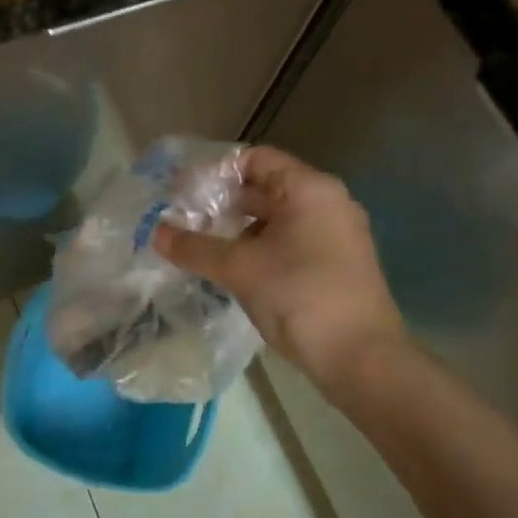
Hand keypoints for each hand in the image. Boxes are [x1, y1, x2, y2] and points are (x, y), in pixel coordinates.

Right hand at [154, 146, 407, 396]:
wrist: (362, 359)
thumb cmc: (299, 296)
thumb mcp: (239, 268)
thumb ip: (195, 247)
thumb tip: (155, 233)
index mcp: (309, 189)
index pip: (255, 158)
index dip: (215, 170)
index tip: (182, 190)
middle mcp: (328, 202)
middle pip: (266, 187)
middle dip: (223, 202)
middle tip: (184, 218)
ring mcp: (337, 234)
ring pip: (277, 218)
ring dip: (239, 228)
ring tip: (201, 244)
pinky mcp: (337, 264)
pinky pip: (291, 241)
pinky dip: (260, 247)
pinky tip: (233, 268)